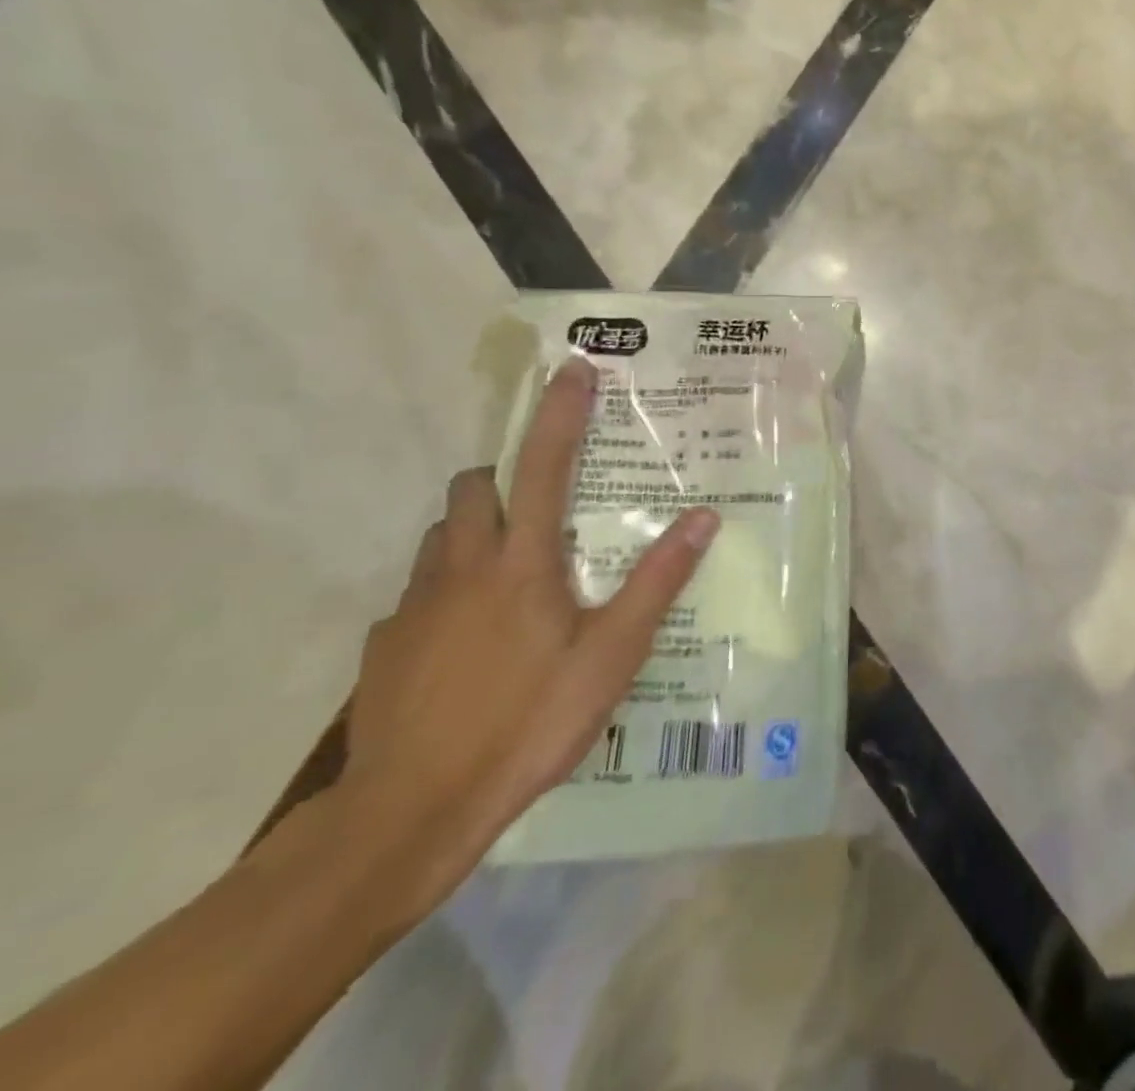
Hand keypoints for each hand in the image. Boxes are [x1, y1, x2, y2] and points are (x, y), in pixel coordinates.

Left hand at [334, 358, 719, 902]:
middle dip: (503, 475)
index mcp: (522, 563)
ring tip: (511, 570)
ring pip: (440, 537)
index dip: (560, 412)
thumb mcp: (612, 656)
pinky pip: (419, 592)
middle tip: (542, 502)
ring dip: (473, 529)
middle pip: (472, 488)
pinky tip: (470, 640)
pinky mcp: (384, 646)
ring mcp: (414, 606)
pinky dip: (447, 589)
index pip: (542, 465)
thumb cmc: (528, 723)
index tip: (575, 368)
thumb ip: (657, 582)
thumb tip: (702, 517)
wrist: (409, 813)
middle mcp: (461, 567)